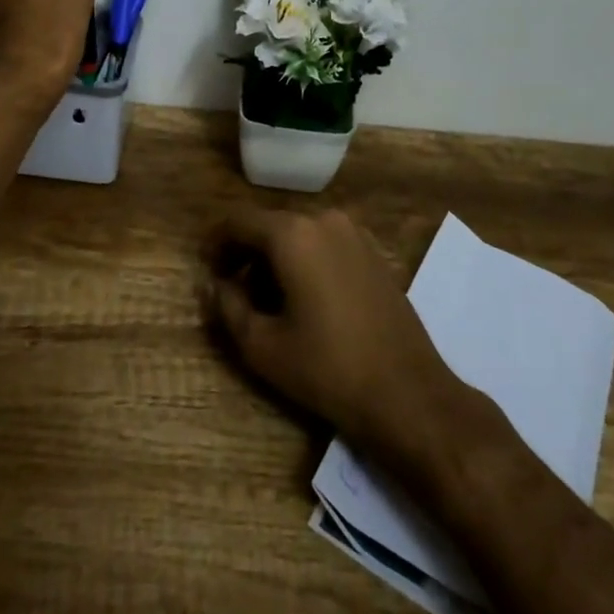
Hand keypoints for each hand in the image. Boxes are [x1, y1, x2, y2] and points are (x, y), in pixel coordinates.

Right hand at [204, 208, 469, 458]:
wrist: (408, 394)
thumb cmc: (327, 368)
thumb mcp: (262, 346)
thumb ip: (227, 307)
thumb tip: (212, 285)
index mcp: (292, 233)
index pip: (238, 221)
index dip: (216, 243)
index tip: (205, 268)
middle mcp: (323, 220)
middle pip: (269, 225)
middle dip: (246, 252)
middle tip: (231, 288)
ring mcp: (354, 234)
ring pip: (299, 235)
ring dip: (275, 258)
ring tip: (266, 299)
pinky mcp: (374, 253)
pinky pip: (325, 244)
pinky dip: (305, 261)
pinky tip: (304, 299)